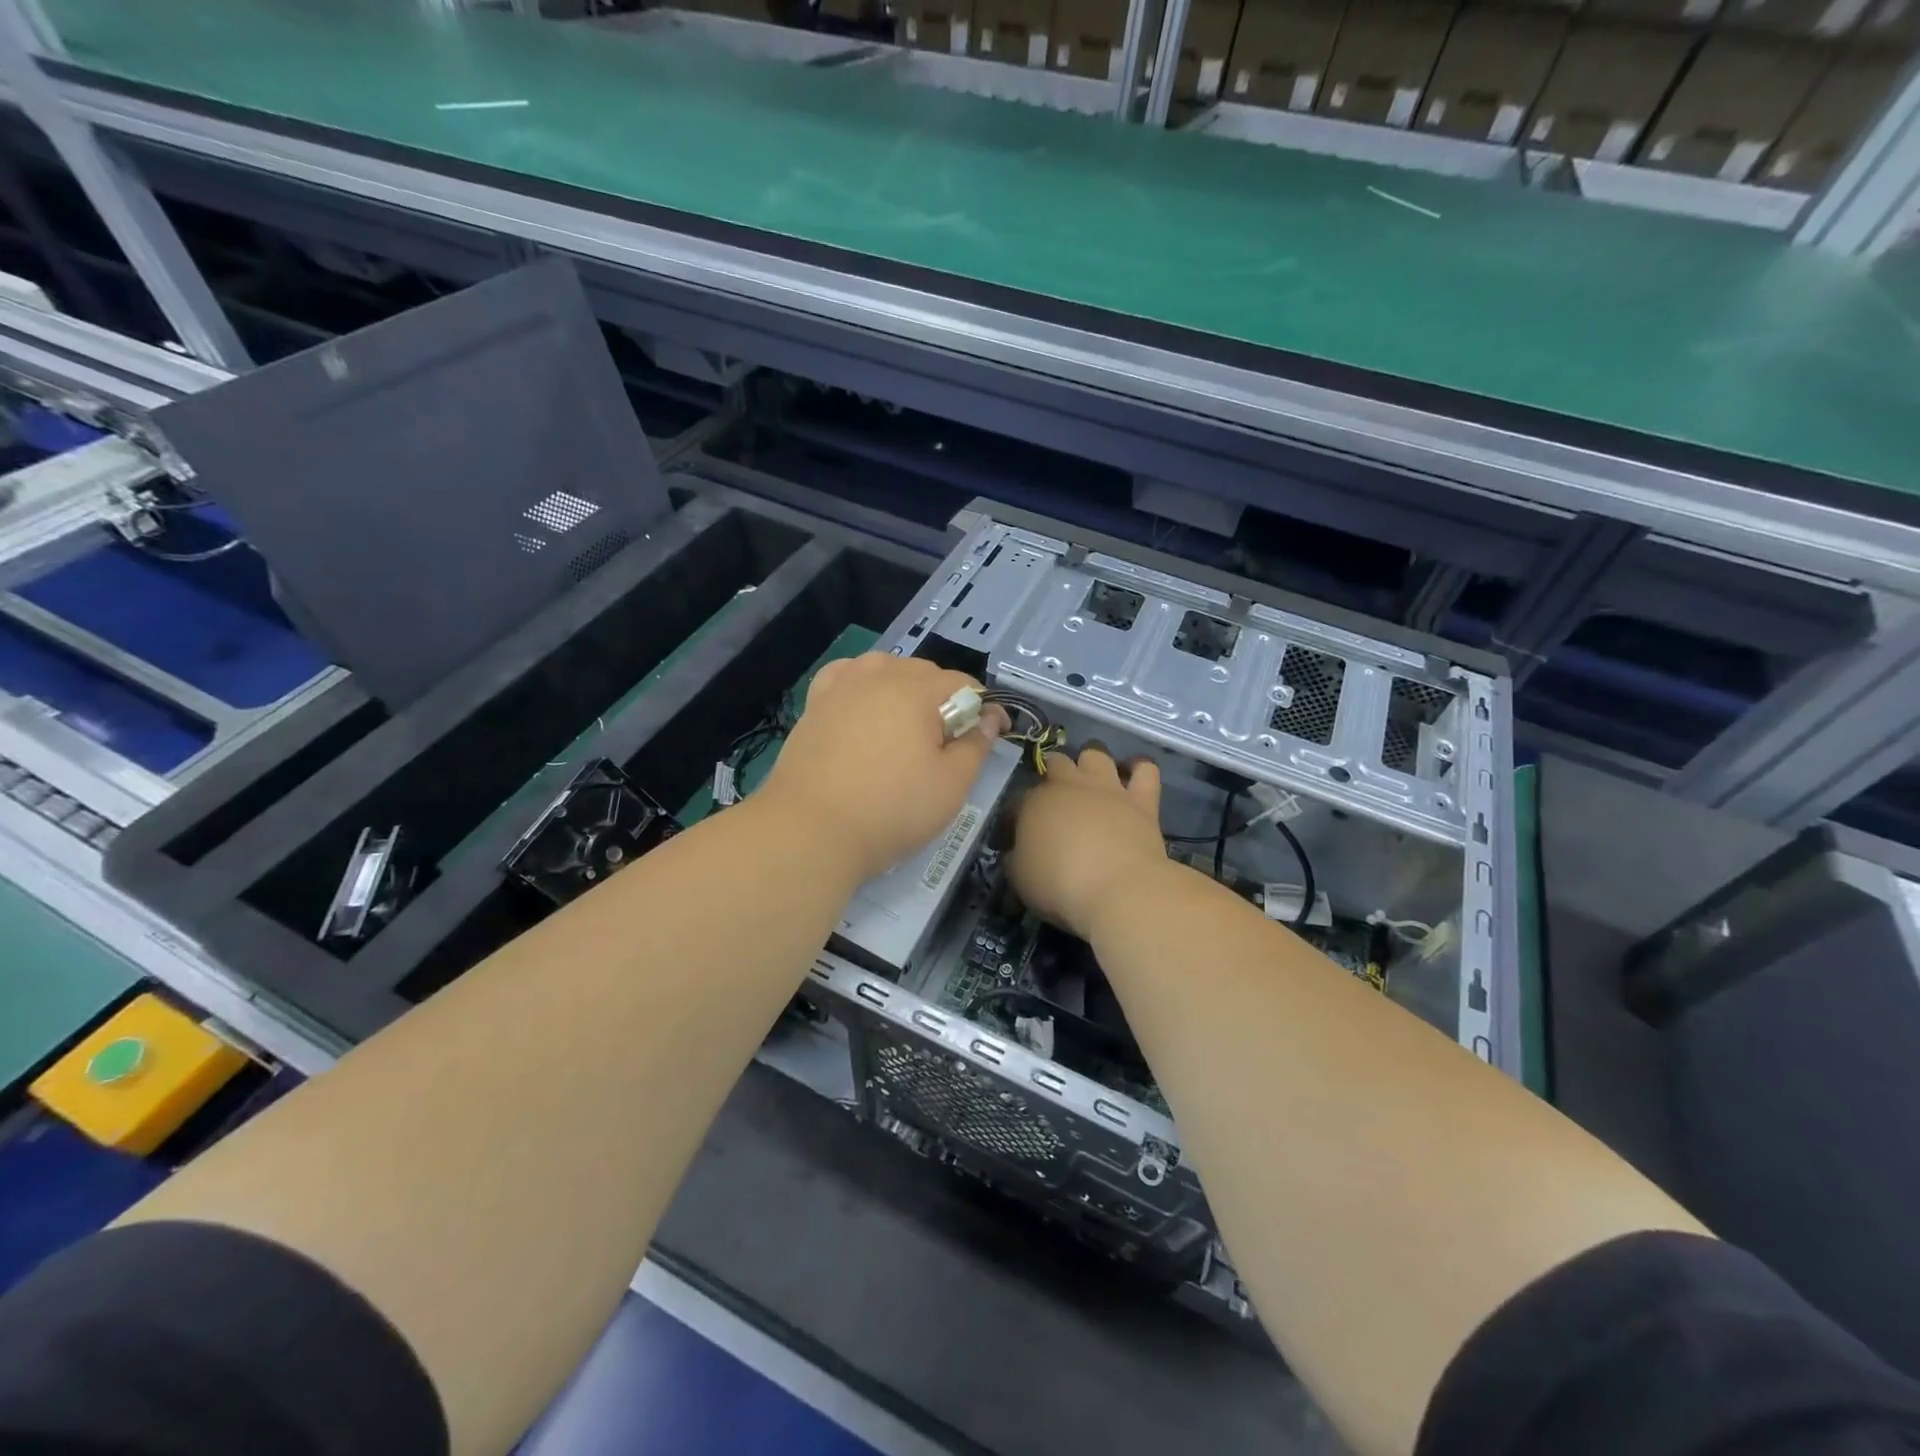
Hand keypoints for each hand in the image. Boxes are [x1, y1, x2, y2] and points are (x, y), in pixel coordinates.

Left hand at [756, 653, 1005, 882]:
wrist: (810, 830)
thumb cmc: (890, 809)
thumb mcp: (950, 785)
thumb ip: (976, 746)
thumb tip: (990, 718)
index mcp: (917, 690)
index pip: (963, 685)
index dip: (984, 708)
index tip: (992, 735)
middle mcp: (878, 675)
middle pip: (924, 673)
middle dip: (945, 699)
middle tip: (949, 741)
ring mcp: (841, 686)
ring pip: (884, 669)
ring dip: (904, 687)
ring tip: (907, 724)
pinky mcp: (814, 704)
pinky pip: (846, 677)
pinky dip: (862, 685)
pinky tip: (864, 707)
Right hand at [1008, 745, 1169, 940]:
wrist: (1118, 890)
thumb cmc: (1060, 886)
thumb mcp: (1021, 878)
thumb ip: (1017, 857)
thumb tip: (1017, 851)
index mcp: (1035, 803)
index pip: (1019, 800)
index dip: (1017, 815)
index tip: (1018, 834)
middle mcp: (1070, 785)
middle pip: (1056, 762)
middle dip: (1052, 773)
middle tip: (1056, 800)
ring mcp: (1107, 788)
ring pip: (1095, 754)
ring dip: (1091, 763)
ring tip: (1092, 780)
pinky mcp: (1141, 799)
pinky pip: (1145, 770)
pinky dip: (1139, 769)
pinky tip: (1134, 776)